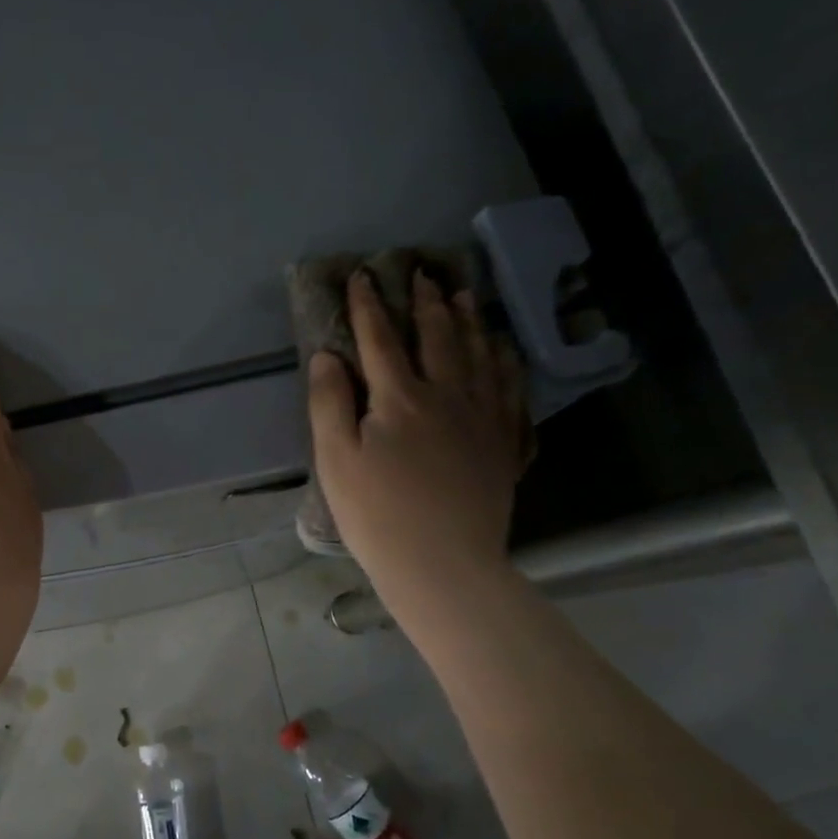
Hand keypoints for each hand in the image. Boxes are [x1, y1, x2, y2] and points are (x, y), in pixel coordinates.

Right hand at [308, 270, 527, 599]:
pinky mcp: (504, 445)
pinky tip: (504, 351)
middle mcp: (448, 396)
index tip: (362, 275)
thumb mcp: (335, 460)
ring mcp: (483, 419)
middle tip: (424, 273)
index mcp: (400, 399)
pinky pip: (511, 390)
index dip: (368, 306)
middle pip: (438, 338)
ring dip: (470, 321)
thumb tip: (327, 356)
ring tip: (465, 296)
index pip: (380, 340)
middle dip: (426, 303)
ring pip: (480, 356)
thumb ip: (329, 403)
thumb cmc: (376, 515)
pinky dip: (506, 362)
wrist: (443, 565)